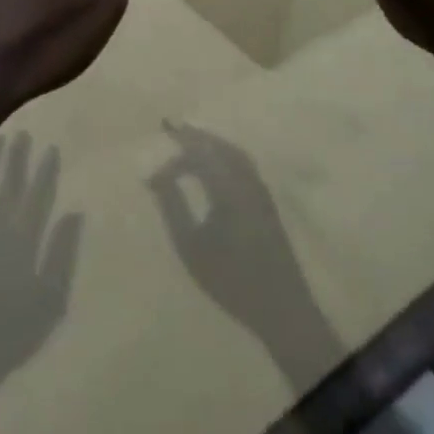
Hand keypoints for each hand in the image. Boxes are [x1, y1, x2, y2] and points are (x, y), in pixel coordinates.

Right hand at [148, 121, 335, 379]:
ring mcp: (260, 188)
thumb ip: (173, 207)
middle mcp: (246, 178)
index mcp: (228, 185)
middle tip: (172, 126)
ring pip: (233, 152)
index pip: (197, 157)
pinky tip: (215, 164)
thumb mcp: (192, 247)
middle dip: (194, 136)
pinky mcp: (266, 200)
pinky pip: (242, 163)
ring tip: (190, 140)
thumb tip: (156, 178)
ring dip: (211, 143)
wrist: (282, 307)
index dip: (172, 163)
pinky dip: (225, 154)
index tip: (151, 180)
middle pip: (218, 146)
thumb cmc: (232, 279)